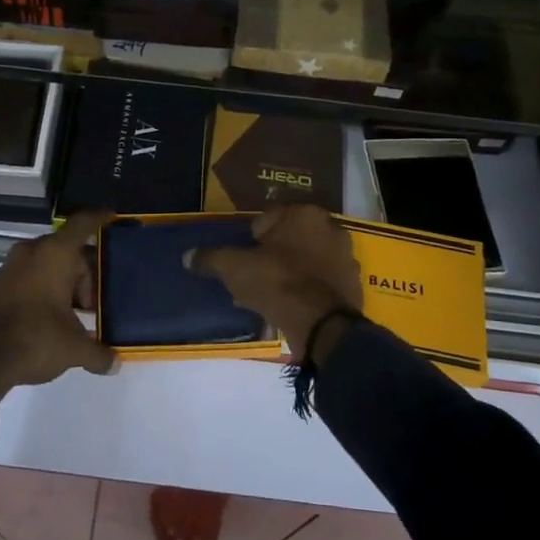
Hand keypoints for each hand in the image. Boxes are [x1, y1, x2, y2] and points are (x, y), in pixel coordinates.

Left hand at [0, 211, 117, 400]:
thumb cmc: (35, 340)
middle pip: (66, 249)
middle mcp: (31, 252)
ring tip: (73, 314)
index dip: (99, 218)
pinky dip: (42, 289)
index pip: (82, 224)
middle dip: (84, 273)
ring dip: (62, 283)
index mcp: (55, 254)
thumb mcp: (74, 349)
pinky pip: (28, 277)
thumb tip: (114, 363)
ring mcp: (9, 268)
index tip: (113, 218)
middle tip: (93, 303)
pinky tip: (49, 318)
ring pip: (46, 264)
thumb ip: (98, 353)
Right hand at [185, 205, 363, 358]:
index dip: (251, 239)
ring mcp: (345, 256)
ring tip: (268, 297)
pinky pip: (320, 281)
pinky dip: (306, 290)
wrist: (323, 325)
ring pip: (306, 260)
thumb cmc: (277, 282)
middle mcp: (330, 227)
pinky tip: (289, 308)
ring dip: (289, 273)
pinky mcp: (352, 284)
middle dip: (271, 255)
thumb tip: (188, 256)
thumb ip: (212, 258)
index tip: (243, 259)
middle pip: (289, 239)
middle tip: (253, 278)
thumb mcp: (235, 268)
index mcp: (303, 213)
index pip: (268, 218)